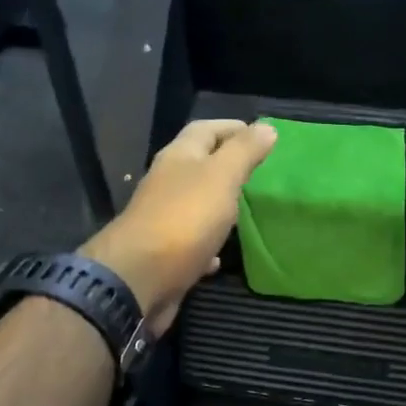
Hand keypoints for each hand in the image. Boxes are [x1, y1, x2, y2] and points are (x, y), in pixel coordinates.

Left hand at [81, 119, 277, 334]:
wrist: (139, 279)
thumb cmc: (185, 219)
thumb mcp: (221, 176)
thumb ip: (244, 152)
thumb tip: (266, 127)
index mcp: (178, 158)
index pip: (204, 130)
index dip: (232, 128)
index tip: (262, 135)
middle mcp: (167, 184)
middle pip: (197, 165)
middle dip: (226, 165)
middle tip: (259, 172)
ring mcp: (163, 219)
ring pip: (195, 204)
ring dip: (218, 204)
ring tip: (248, 209)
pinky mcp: (165, 254)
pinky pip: (191, 242)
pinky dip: (209, 243)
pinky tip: (223, 254)